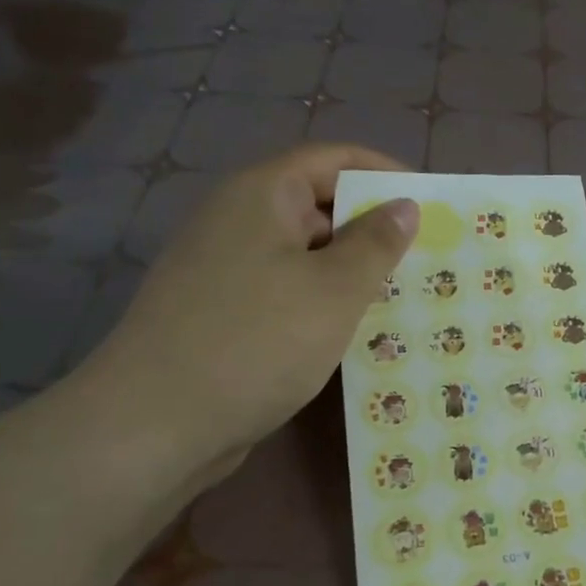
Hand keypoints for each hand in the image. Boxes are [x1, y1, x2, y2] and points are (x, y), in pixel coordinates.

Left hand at [78, 144, 418, 479]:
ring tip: (406, 296)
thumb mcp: (334, 290)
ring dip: (353, 271)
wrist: (154, 425)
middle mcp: (239, 220)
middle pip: (319, 205)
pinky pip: (288, 290)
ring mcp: (226, 268)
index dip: (385, 174)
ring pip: (306, 254)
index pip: (334, 160)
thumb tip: (404, 206)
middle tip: (429, 258)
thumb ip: (376, 244)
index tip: (431, 205)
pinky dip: (324, 302)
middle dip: (375, 229)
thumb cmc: (256, 342)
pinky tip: (358, 331)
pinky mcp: (224, 312)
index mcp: (261, 195)